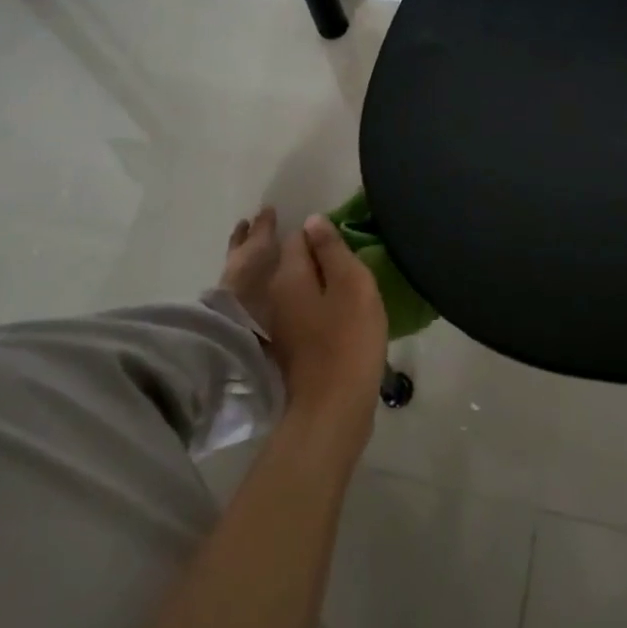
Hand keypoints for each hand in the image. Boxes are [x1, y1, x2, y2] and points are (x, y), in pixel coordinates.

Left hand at [262, 215, 387, 445]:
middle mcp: (275, 296)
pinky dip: (306, 300)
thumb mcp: (351, 284)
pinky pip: (295, 310)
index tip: (336, 231)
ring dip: (304, 276)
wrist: (333, 407)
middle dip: (303, 251)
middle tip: (328, 245)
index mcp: (289, 276)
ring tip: (330, 271)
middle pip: (287, 262)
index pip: (297, 237)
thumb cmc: (348, 339)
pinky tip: (325, 306)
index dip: (316, 230)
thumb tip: (312, 220)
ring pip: (291, 287)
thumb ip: (332, 250)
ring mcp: (280, 325)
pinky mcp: (290, 348)